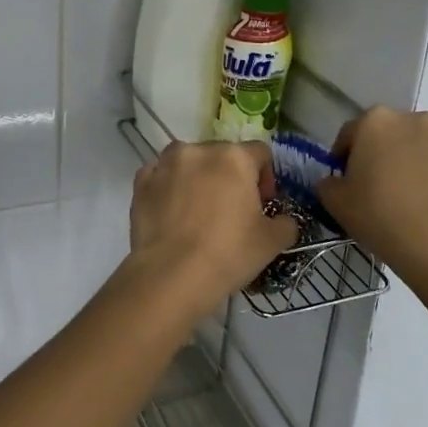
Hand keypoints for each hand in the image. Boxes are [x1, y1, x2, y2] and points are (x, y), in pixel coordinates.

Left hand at [129, 142, 299, 317]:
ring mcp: (165, 164)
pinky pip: (160, 177)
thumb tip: (283, 220)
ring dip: (198, 178)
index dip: (266, 177)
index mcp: (234, 157)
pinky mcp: (140, 182)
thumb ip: (286, 223)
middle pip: (222, 155)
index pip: (260, 153)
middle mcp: (198, 150)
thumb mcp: (272, 242)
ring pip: (189, 163)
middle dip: (230, 177)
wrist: (170, 276)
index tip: (263, 205)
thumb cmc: (228, 253)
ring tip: (198, 212)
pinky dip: (168, 188)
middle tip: (232, 211)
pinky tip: (172, 215)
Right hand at [318, 108, 427, 281]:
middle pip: (389, 135)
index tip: (343, 181)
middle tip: (374, 188)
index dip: (342, 157)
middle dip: (381, 155)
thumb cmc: (380, 214)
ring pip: (420, 149)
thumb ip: (328, 184)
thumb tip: (334, 182)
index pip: (350, 133)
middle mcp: (415, 120)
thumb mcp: (335, 202)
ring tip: (406, 200)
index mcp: (377, 121)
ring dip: (411, 164)